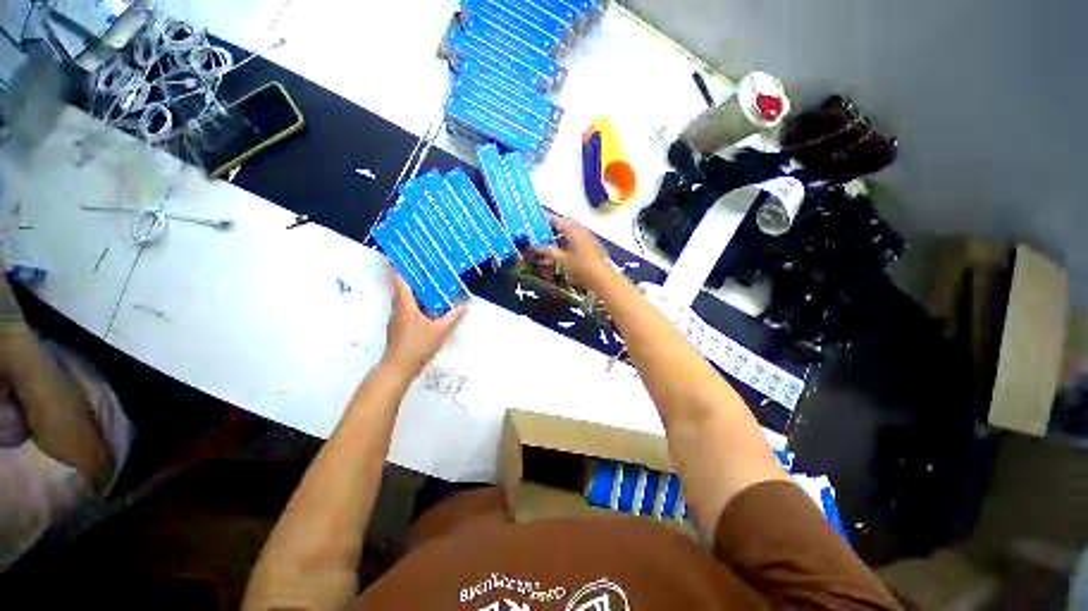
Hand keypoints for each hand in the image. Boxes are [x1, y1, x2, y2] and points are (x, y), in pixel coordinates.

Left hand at [381, 268, 465, 375]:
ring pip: (404, 300)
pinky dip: (415, 304)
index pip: (400, 281)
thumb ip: (453, 316)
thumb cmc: (418, 345)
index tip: (406, 257)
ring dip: (413, 292)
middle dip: (411, 278)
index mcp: (405, 305)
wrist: (399, 368)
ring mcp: (396, 319)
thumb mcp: (440, 330)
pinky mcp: (399, 328)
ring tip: (429, 286)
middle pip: (401, 289)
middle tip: (425, 270)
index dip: (401, 268)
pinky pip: (406, 309)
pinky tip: (427, 308)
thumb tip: (464, 306)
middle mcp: (398, 309)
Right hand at [536, 216, 614, 287]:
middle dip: (556, 227)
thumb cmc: (584, 268)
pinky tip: (566, 252)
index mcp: (574, 232)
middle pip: (567, 224)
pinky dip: (570, 241)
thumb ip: (550, 252)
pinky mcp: (593, 246)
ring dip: (563, 235)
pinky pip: (579, 238)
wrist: (602, 278)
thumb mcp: (562, 261)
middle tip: (546, 233)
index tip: (540, 223)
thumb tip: (540, 248)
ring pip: (573, 231)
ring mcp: (589, 238)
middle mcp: (583, 232)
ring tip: (554, 244)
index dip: (548, 221)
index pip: (558, 220)